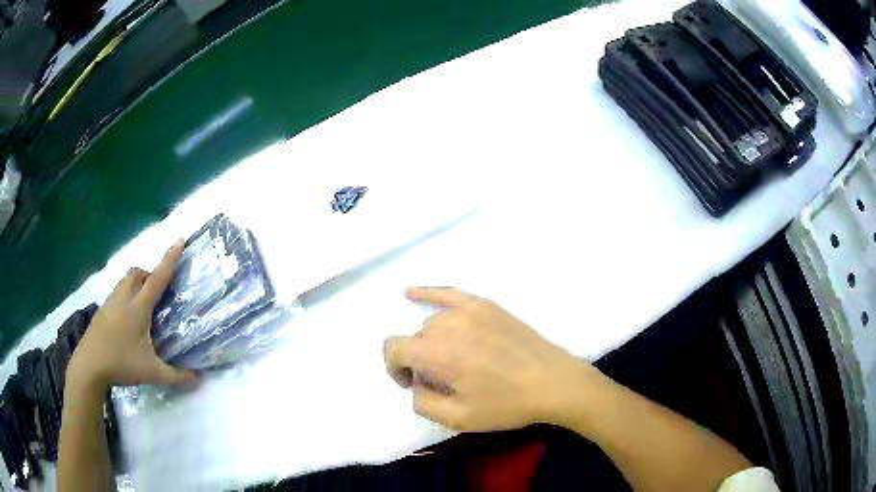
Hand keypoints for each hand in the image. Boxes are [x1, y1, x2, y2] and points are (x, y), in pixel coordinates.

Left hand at [67, 240, 195, 390]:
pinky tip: (127, 319)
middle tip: (157, 292)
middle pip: (137, 272)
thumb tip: (198, 379)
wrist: (89, 365)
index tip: (180, 240)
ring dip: (136, 283)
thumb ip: (176, 376)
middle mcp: (124, 298)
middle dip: (149, 274)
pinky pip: (117, 292)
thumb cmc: (121, 364)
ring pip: (125, 280)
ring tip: (143, 305)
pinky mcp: (102, 310)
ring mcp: (110, 303)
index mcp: (138, 307)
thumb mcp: (152, 373)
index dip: (170, 259)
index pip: (157, 278)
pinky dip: (125, 295)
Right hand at [384, 287, 601, 431]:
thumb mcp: (459, 418)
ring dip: (432, 341)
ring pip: (432, 324)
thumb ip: (422, 402)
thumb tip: (416, 383)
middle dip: (418, 360)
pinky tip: (410, 293)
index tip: (411, 384)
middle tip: (442, 381)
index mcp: (438, 354)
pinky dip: (427, 294)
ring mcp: (469, 310)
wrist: (553, 382)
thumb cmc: (507, 404)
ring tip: (454, 361)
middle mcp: (448, 325)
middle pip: (415, 339)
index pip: (393, 348)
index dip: (395, 368)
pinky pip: (448, 294)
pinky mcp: (486, 305)